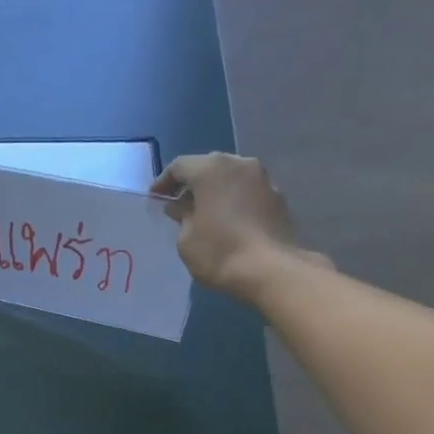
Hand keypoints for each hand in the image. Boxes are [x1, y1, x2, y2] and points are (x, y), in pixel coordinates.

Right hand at [151, 153, 325, 300]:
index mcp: (211, 169)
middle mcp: (239, 163)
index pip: (180, 166)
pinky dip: (234, 201)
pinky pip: (247, 192)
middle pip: (208, 167)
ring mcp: (262, 178)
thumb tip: (181, 207)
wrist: (270, 269)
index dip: (164, 182)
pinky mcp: (277, 196)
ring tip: (204, 214)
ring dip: (215, 192)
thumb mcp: (186, 240)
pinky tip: (228, 222)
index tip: (155, 199)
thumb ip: (181, 216)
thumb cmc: (219, 252)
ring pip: (231, 178)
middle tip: (179, 205)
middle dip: (191, 184)